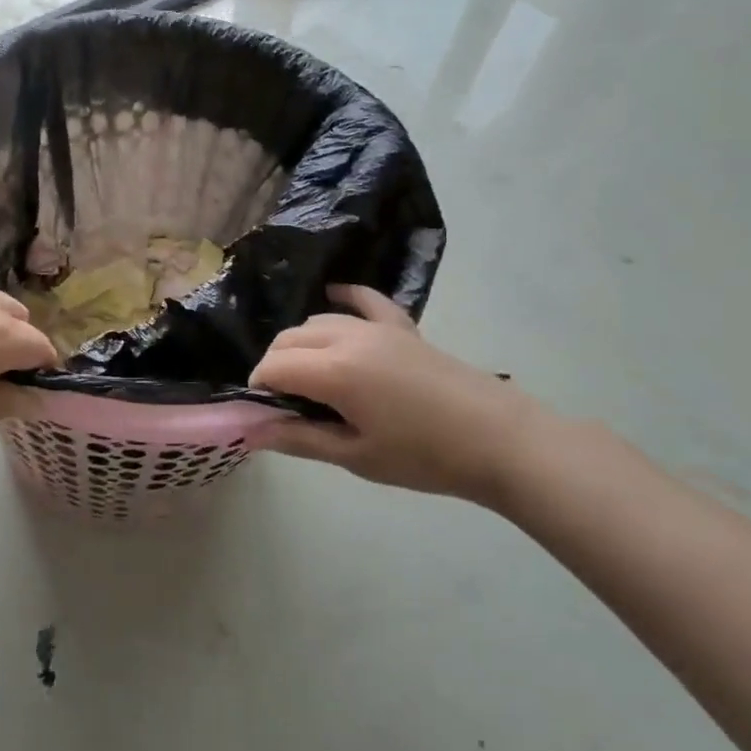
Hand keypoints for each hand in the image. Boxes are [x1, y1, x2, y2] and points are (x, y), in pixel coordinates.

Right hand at [248, 284, 544, 504]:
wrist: (501, 442)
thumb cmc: (424, 456)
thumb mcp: (356, 456)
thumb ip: (299, 439)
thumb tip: (250, 434)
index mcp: (334, 372)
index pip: (274, 366)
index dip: (259, 388)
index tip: (264, 414)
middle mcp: (348, 338)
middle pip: (289, 339)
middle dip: (275, 365)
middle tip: (285, 403)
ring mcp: (378, 328)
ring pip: (319, 321)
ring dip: (301, 343)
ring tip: (309, 377)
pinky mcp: (403, 328)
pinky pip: (365, 300)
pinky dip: (344, 296)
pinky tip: (333, 294)